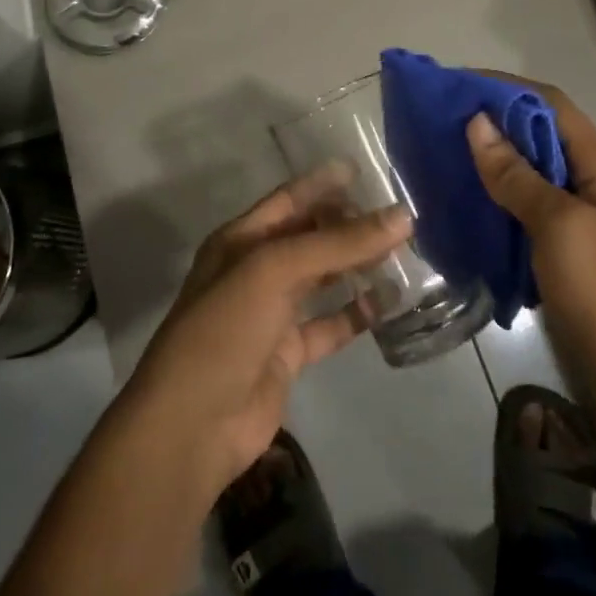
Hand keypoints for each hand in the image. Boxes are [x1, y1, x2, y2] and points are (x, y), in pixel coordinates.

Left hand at [118, 165, 412, 500]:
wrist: (192, 424)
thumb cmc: (226, 328)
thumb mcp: (276, 271)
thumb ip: (338, 244)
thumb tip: (402, 217)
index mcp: (240, 240)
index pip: (288, 200)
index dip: (322, 184)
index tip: (364, 170)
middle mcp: (255, 270)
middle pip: (308, 237)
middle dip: (347, 224)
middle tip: (396, 215)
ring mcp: (271, 314)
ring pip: (322, 279)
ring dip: (356, 266)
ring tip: (403, 251)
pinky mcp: (287, 354)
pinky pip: (329, 324)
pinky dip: (356, 313)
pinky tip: (389, 301)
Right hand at [466, 80, 595, 397]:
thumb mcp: (560, 228)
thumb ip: (518, 175)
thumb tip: (478, 123)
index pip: (550, 104)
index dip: (504, 88)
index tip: (455, 86)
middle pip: (541, 134)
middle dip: (494, 123)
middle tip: (441, 123)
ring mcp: (588, 218)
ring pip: (534, 172)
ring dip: (494, 162)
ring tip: (446, 158)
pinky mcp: (574, 251)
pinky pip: (531, 209)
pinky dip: (501, 199)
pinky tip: (469, 205)